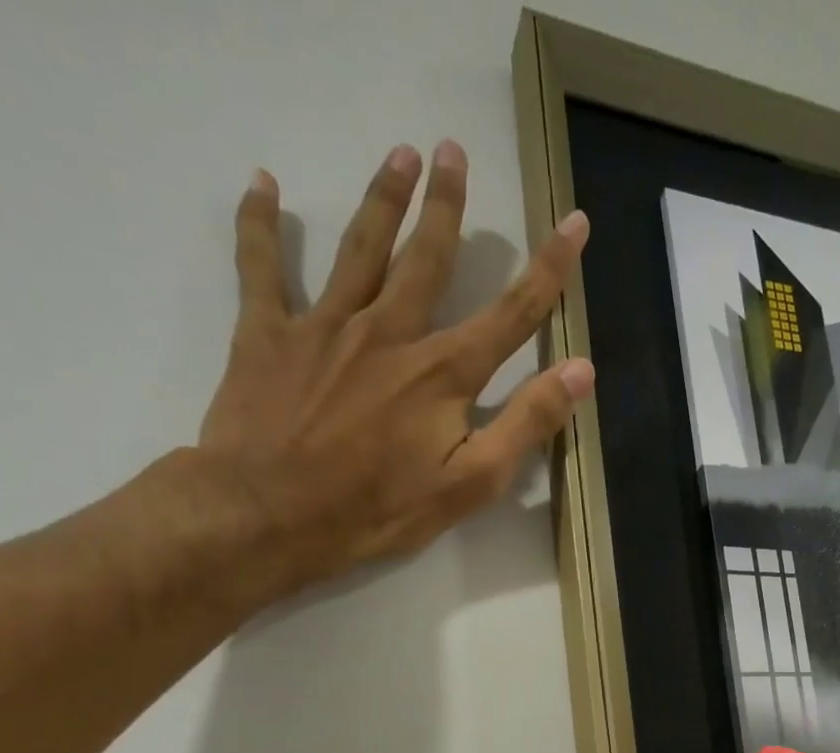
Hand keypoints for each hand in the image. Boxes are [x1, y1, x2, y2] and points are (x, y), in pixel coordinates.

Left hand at [194, 141, 592, 592]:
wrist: (270, 515)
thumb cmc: (377, 510)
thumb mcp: (469, 483)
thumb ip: (525, 424)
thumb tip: (580, 371)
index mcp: (442, 374)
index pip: (511, 314)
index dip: (548, 269)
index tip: (574, 224)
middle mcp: (388, 333)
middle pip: (426, 259)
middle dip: (446, 206)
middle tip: (454, 152)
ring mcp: (325, 327)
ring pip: (360, 249)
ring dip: (382, 199)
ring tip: (399, 154)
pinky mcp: (267, 334)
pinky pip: (261, 267)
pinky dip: (259, 224)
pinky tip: (262, 184)